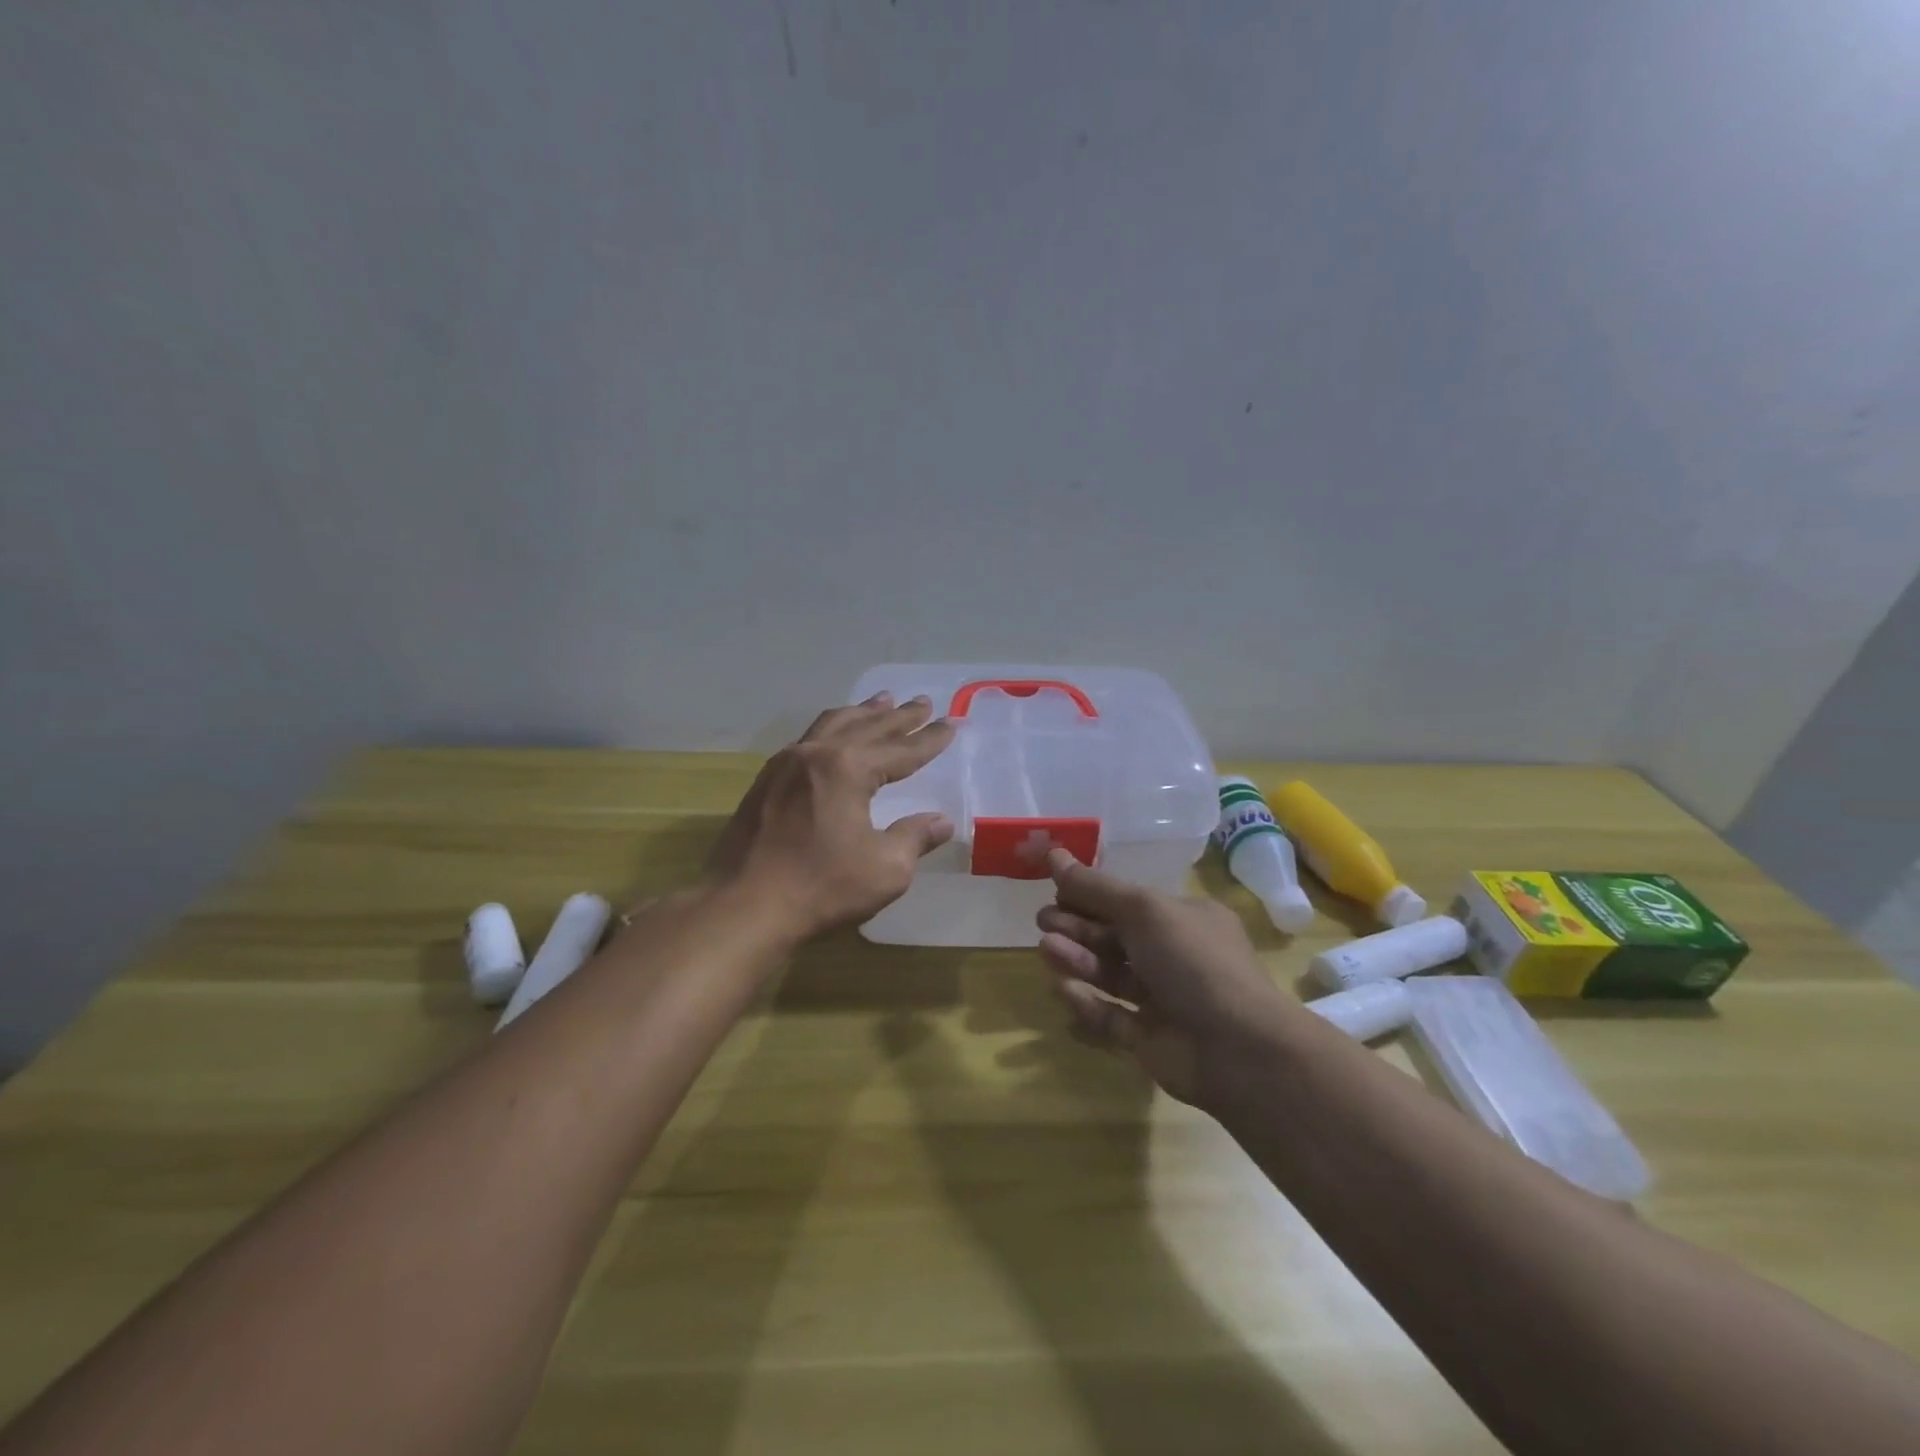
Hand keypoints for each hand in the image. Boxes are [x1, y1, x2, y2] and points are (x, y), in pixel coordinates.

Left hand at [707, 693, 955, 942]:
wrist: (742, 906)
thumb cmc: (820, 887)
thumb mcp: (885, 869)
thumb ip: (915, 838)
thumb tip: (941, 822)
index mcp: (848, 768)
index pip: (901, 750)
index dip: (929, 739)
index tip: (952, 724)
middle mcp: (816, 754)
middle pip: (867, 727)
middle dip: (899, 716)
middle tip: (923, 703)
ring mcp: (785, 765)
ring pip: (832, 724)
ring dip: (862, 713)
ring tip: (882, 701)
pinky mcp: (765, 782)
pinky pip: (807, 739)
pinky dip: (831, 729)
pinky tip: (833, 735)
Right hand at [1036, 850, 1302, 1111]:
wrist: (1237, 1049)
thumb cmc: (1193, 961)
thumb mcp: (1143, 910)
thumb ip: (1095, 886)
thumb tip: (1053, 853)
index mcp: (1184, 919)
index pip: (1129, 902)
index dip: (1092, 895)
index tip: (1055, 890)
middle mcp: (1175, 956)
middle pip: (1116, 937)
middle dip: (1078, 927)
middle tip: (1043, 921)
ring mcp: (1163, 999)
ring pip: (1111, 974)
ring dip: (1078, 960)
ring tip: (1047, 949)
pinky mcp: (1149, 1039)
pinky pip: (1111, 1016)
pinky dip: (1087, 1002)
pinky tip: (1064, 990)